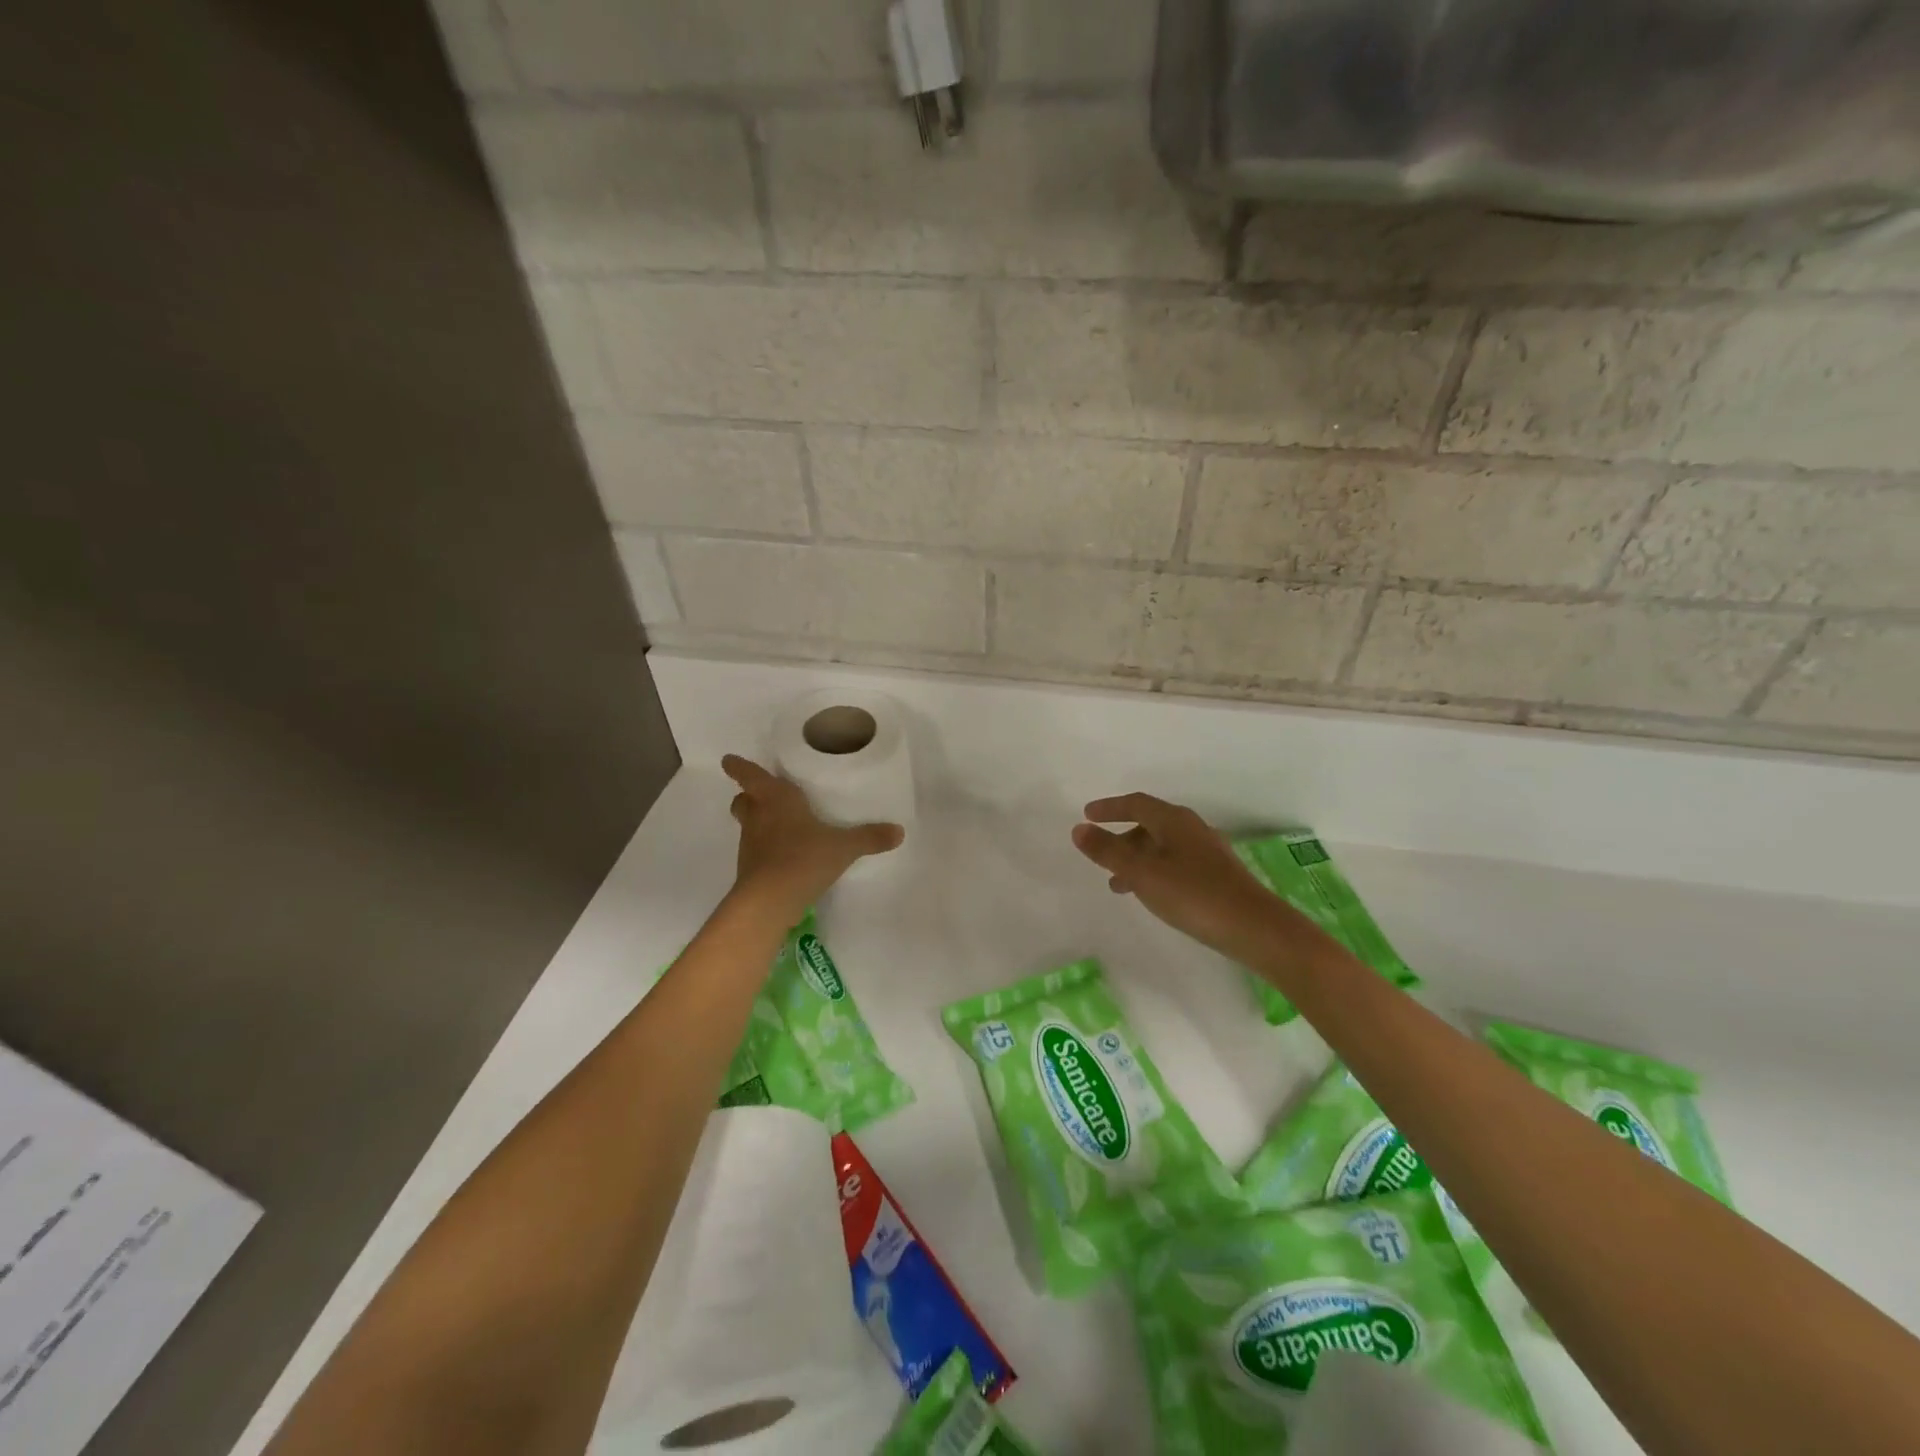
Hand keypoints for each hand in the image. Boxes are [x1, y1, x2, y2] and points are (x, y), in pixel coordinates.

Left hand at [723, 755, 903, 916]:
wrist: (770, 902)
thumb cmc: (803, 858)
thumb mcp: (843, 847)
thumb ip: (870, 837)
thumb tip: (899, 831)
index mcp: (776, 799)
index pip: (751, 776)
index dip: (739, 766)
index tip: (729, 760)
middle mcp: (758, 817)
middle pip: (743, 800)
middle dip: (748, 796)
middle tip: (761, 795)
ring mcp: (750, 845)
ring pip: (747, 825)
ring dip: (757, 822)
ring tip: (779, 824)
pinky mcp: (749, 869)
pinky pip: (755, 851)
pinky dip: (764, 849)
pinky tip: (783, 855)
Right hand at [1071, 792, 1279, 964]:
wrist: (1255, 928)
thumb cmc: (1193, 895)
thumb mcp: (1142, 873)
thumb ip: (1108, 851)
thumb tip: (1079, 829)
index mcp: (1174, 821)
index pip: (1136, 804)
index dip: (1110, 808)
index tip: (1087, 814)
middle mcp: (1192, 829)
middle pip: (1150, 824)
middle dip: (1122, 837)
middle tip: (1100, 853)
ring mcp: (1208, 852)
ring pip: (1162, 846)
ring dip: (1137, 859)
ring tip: (1118, 885)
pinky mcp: (1217, 875)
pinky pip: (1175, 863)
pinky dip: (1155, 871)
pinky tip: (1153, 895)